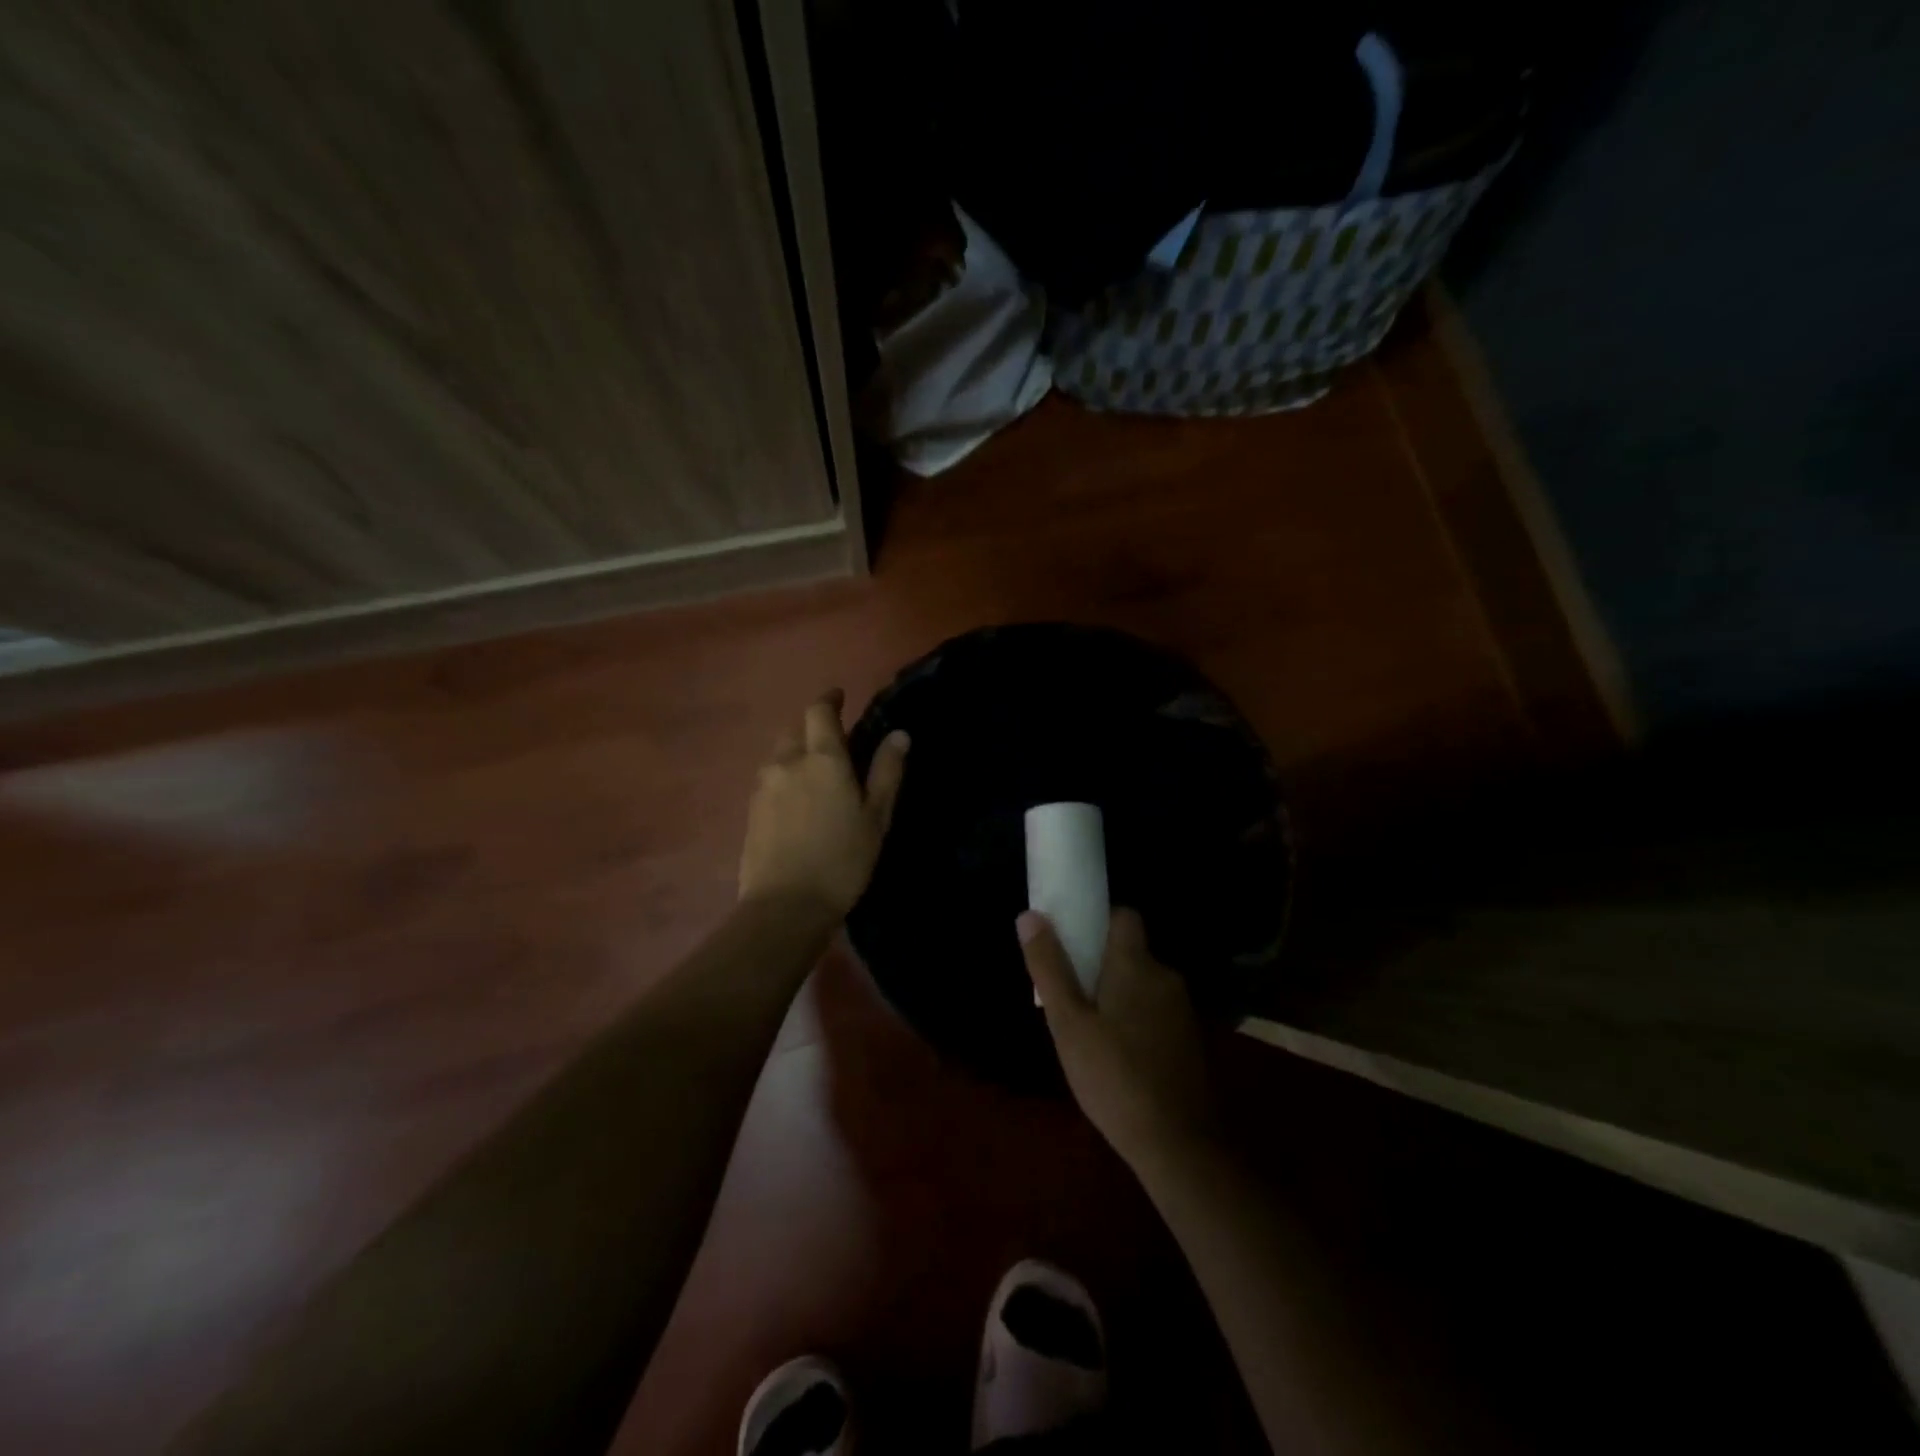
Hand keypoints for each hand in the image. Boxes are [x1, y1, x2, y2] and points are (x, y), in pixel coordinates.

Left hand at [738, 690, 909, 918]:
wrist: (785, 906)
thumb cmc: (842, 859)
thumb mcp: (876, 817)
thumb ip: (886, 772)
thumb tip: (899, 734)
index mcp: (822, 758)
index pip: (819, 711)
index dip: (829, 699)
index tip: (839, 697)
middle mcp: (787, 762)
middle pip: (795, 730)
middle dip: (812, 728)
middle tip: (834, 744)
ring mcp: (763, 786)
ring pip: (779, 755)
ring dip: (796, 753)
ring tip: (815, 774)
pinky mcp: (751, 810)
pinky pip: (769, 779)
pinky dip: (784, 778)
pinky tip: (797, 801)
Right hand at [1018, 908, 1218, 1169]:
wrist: (1178, 1145)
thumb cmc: (1114, 1077)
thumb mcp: (1068, 1023)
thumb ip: (1049, 967)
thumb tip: (1029, 916)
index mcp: (1137, 964)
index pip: (1124, 916)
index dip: (1097, 920)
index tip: (1071, 940)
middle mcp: (1165, 977)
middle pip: (1130, 952)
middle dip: (1100, 964)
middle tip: (1069, 994)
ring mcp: (1182, 1010)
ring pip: (1142, 984)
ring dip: (1117, 994)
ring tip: (1087, 1029)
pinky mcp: (1190, 1041)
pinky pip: (1155, 1012)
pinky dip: (1135, 1019)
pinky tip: (1117, 1054)